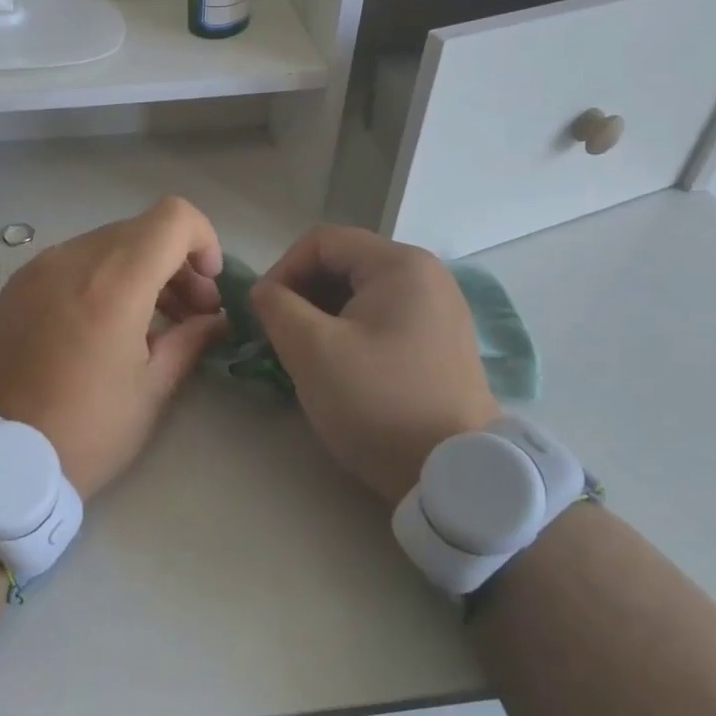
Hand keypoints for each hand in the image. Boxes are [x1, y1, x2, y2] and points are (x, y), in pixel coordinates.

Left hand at [0, 198, 224, 499]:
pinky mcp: (13, 287)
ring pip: (105, 244)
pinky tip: (101, 326)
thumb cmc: (85, 432)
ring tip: (149, 323)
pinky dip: (101, 278)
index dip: (203, 241)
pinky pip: (71, 262)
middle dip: (175, 263)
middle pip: (141, 230)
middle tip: (188, 314)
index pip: (173, 217)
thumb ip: (190, 341)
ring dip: (138, 270)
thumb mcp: (150, 391)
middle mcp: (72, 259)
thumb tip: (216, 320)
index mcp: (114, 282)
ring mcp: (36, 269)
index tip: (208, 287)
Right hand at [252, 226, 499, 506]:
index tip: (262, 313)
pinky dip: (349, 332)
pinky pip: (381, 318)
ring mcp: (438, 310)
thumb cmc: (378, 402)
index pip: (321, 241)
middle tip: (279, 335)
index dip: (281, 270)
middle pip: (343, 264)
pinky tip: (336, 366)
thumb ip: (276, 307)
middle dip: (301, 294)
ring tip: (302, 354)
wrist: (453, 474)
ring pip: (359, 293)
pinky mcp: (439, 342)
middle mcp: (426, 276)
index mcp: (399, 264)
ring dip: (321, 315)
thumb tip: (264, 293)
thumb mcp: (312, 350)